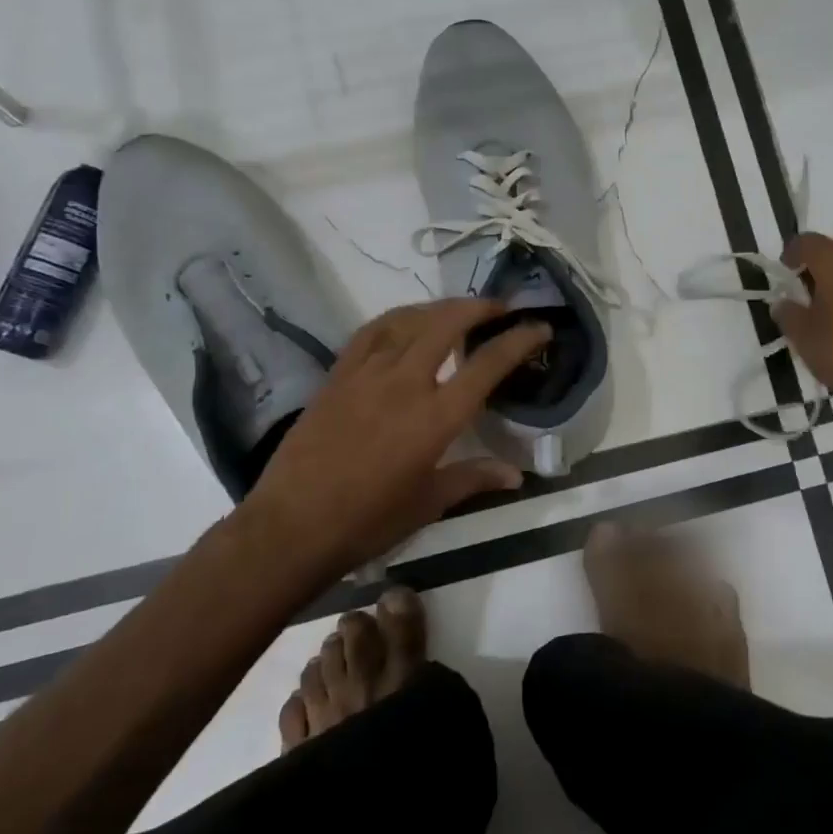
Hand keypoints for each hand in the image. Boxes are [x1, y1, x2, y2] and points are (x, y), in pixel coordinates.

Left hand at [234, 299, 550, 585]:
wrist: (293, 525)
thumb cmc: (369, 521)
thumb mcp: (429, 503)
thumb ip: (474, 479)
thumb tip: (516, 476)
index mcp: (436, 417)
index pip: (487, 364)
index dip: (519, 340)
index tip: (540, 327)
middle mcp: (405, 383)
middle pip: (447, 324)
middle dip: (479, 308)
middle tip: (499, 309)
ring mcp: (367, 374)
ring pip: (409, 320)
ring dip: (440, 308)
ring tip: (458, 310)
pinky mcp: (337, 375)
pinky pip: (370, 331)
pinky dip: (396, 318)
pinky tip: (405, 322)